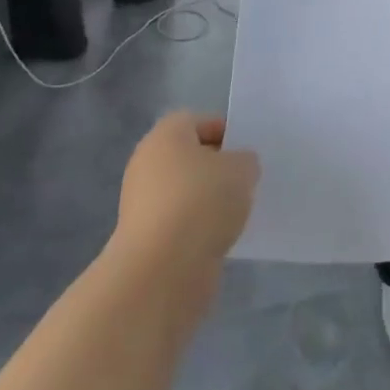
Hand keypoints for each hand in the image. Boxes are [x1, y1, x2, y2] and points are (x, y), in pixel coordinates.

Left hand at [112, 111, 259, 274]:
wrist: (163, 269)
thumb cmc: (202, 201)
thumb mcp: (242, 169)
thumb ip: (245, 160)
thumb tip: (238, 166)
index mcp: (166, 135)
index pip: (198, 121)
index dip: (225, 132)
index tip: (247, 152)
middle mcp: (147, 163)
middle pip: (189, 156)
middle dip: (217, 167)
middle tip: (245, 180)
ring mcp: (142, 202)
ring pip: (185, 191)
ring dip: (208, 199)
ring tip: (237, 212)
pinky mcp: (145, 238)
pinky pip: (179, 221)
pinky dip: (198, 227)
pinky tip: (219, 237)